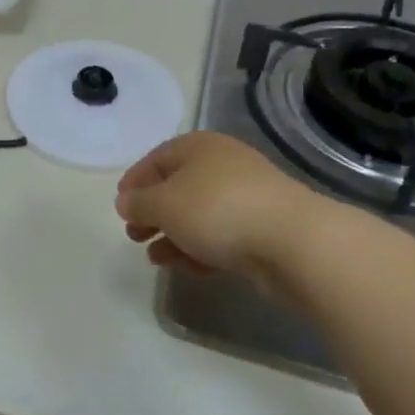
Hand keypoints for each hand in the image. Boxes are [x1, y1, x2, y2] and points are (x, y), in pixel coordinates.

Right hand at [116, 132, 327, 280]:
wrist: (293, 242)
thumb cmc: (217, 209)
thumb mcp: (164, 204)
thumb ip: (139, 203)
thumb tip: (125, 201)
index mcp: (198, 147)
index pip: (157, 158)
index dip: (135, 180)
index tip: (120, 205)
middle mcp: (222, 165)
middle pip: (178, 186)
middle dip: (153, 212)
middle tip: (133, 234)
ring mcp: (246, 196)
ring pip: (199, 214)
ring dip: (173, 234)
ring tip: (154, 257)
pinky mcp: (262, 228)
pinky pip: (221, 235)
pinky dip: (200, 248)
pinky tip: (186, 267)